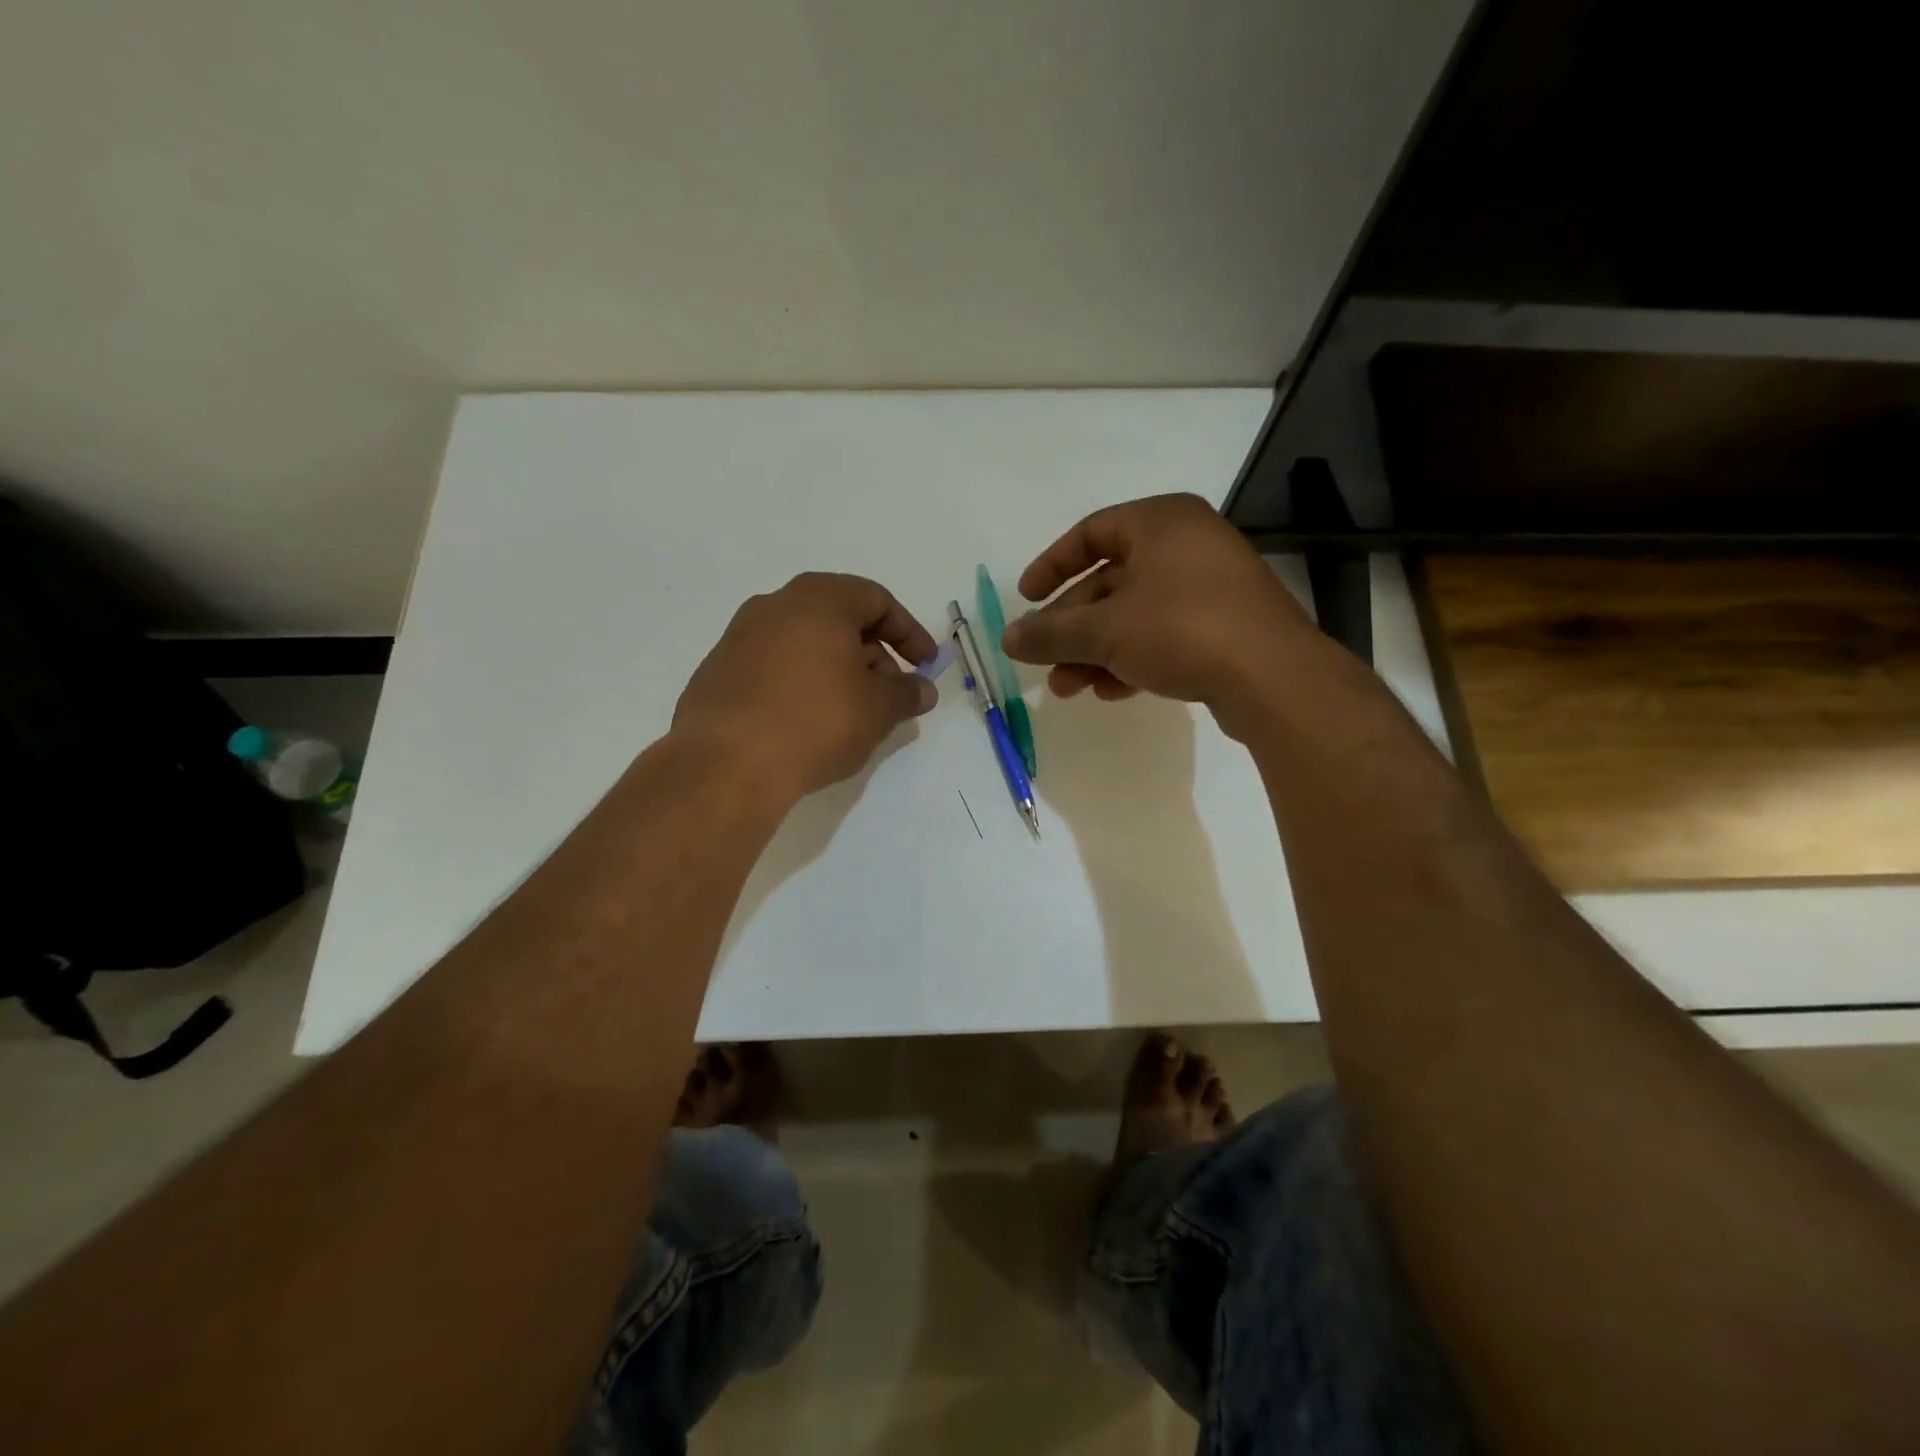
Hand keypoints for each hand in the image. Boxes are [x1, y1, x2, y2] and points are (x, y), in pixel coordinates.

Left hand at [673, 572, 938, 801]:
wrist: (726, 764)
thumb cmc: (815, 722)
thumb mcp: (878, 709)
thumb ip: (907, 693)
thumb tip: (922, 689)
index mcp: (819, 599)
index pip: (876, 600)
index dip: (909, 632)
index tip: (925, 665)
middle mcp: (775, 605)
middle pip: (839, 618)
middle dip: (873, 653)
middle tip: (890, 692)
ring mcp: (740, 637)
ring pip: (805, 643)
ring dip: (837, 669)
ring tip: (852, 712)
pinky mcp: (718, 671)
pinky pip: (775, 667)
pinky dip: (802, 683)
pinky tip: (808, 722)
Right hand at [1001, 494, 1314, 735]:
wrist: (1273, 678)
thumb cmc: (1181, 630)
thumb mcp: (1104, 631)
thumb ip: (1050, 633)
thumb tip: (1007, 639)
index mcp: (1161, 521)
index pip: (1090, 533)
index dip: (1051, 566)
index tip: (1027, 600)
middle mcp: (1188, 544)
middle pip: (1110, 581)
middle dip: (1072, 627)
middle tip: (1043, 661)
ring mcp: (1211, 586)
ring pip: (1135, 614)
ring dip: (1096, 651)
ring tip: (1068, 688)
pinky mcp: (1226, 626)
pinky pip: (1165, 634)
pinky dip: (1132, 658)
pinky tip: (1110, 691)